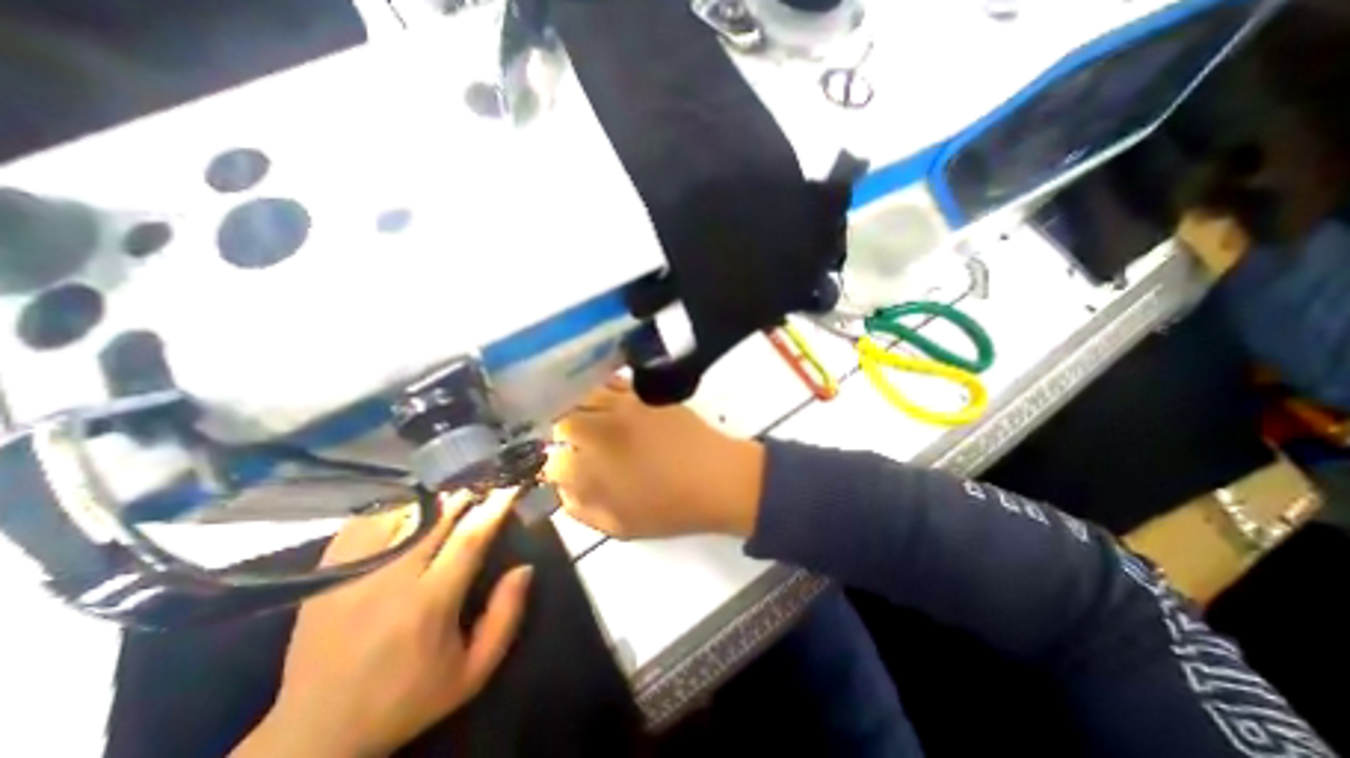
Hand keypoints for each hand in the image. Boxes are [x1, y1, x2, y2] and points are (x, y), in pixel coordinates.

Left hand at [230, 489, 533, 757]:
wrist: (314, 737)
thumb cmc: (407, 699)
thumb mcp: (472, 672)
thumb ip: (506, 617)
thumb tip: (524, 568)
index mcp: (429, 603)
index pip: (470, 538)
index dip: (494, 507)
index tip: (511, 487)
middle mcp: (389, 581)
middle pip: (436, 518)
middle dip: (465, 496)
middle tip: (483, 485)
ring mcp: (352, 575)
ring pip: (401, 514)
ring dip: (432, 500)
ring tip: (449, 494)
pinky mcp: (325, 577)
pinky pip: (364, 524)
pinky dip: (392, 508)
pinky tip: (407, 508)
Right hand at [541, 375, 763, 540]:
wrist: (715, 478)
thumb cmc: (669, 508)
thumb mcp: (620, 526)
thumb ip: (582, 510)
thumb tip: (562, 491)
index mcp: (592, 471)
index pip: (554, 464)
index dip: (556, 469)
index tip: (566, 471)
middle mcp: (600, 433)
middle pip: (562, 423)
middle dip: (562, 435)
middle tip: (574, 444)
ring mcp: (622, 408)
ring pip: (582, 396)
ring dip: (577, 407)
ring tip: (585, 417)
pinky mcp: (642, 394)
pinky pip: (612, 382)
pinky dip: (601, 387)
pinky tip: (604, 396)